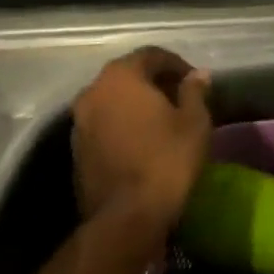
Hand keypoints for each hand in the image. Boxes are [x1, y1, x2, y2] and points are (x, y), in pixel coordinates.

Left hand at [70, 47, 212, 229]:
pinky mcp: (76, 150)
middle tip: (181, 99)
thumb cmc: (167, 160)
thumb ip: (194, 91)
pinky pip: (104, 125)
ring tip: (163, 122)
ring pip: (113, 101)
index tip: (195, 81)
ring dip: (136, 105)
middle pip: (128, 75)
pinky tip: (143, 142)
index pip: (151, 55)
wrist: (126, 218)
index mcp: (121, 76)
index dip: (176, 64)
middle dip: (155, 83)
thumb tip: (198, 74)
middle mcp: (93, 91)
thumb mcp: (194, 122)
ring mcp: (79, 122)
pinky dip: (123, 125)